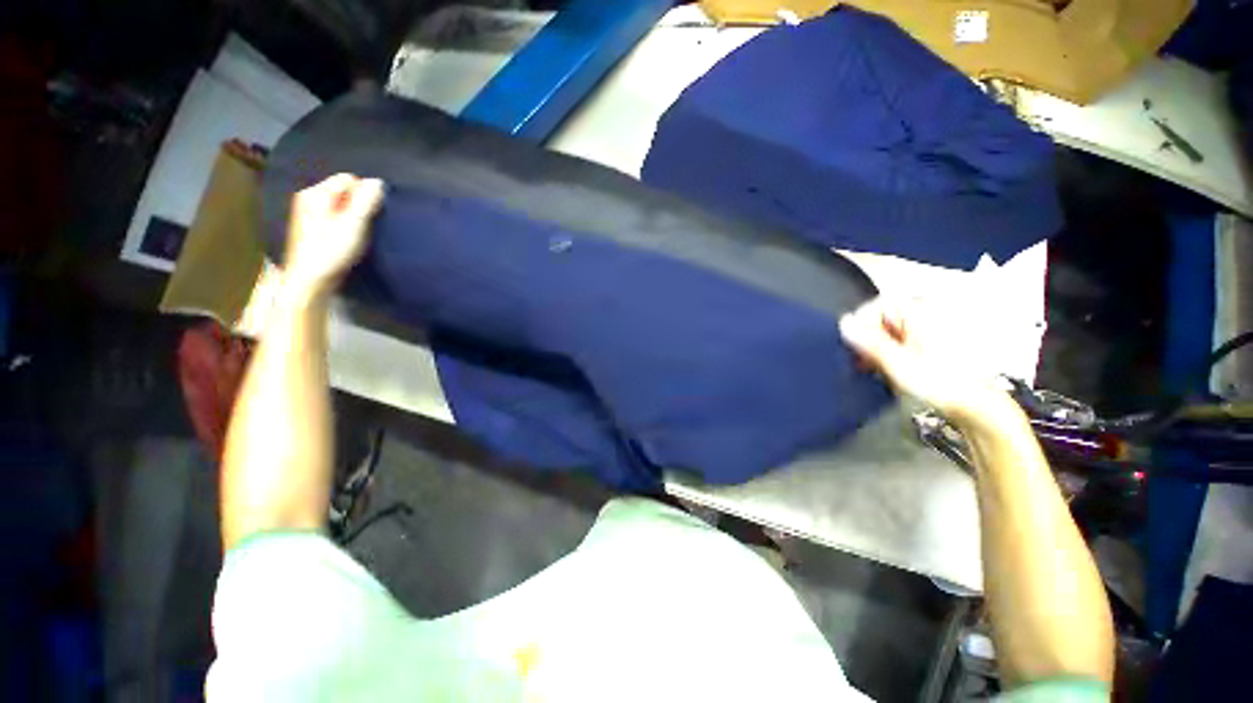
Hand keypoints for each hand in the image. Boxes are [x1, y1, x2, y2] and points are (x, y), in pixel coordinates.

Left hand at [283, 173, 384, 297]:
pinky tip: (347, 239)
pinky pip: (335, 215)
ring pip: (340, 204)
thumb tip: (378, 182)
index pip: (349, 179)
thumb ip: (366, 201)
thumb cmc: (331, 251)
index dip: (364, 194)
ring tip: (357, 233)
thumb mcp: (353, 225)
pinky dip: (345, 223)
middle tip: (364, 225)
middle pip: (344, 191)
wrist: (310, 280)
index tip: (371, 214)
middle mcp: (309, 198)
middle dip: (359, 204)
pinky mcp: (312, 228)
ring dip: (353, 215)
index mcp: (316, 193)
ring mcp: (308, 213)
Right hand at [839, 297, 1004, 423]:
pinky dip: (887, 353)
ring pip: (887, 331)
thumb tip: (844, 324)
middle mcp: (925, 314)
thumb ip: (868, 340)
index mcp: (919, 311)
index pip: (875, 305)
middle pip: (881, 318)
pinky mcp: (929, 343)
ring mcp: (928, 328)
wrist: (973, 405)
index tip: (853, 345)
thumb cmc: (941, 383)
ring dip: (875, 349)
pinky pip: (898, 341)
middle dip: (867, 339)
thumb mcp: (896, 362)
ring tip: (872, 368)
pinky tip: (884, 369)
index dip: (860, 325)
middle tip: (860, 359)